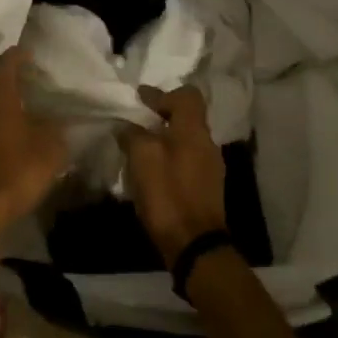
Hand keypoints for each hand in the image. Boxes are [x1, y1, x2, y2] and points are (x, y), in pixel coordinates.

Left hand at [0, 46, 66, 237]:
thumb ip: (57, 128)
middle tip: (28, 89)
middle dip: (7, 85)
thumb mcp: (51, 146)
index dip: (17, 56)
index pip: (5, 64)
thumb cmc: (17, 167)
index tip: (30, 53)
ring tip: (24, 116)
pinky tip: (13, 140)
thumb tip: (60, 120)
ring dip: (0, 109)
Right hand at [119, 86, 227, 265]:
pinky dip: (170, 157)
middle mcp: (207, 143)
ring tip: (140, 146)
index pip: (186, 95)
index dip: (161, 92)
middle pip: (187, 117)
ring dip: (165, 138)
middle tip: (137, 120)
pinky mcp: (207, 188)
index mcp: (194, 129)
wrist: (195, 244)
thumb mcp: (142, 157)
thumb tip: (126, 126)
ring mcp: (211, 167)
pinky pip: (187, 159)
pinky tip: (152, 170)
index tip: (139, 97)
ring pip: (186, 139)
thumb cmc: (168, 193)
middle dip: (162, 115)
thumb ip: (133, 134)